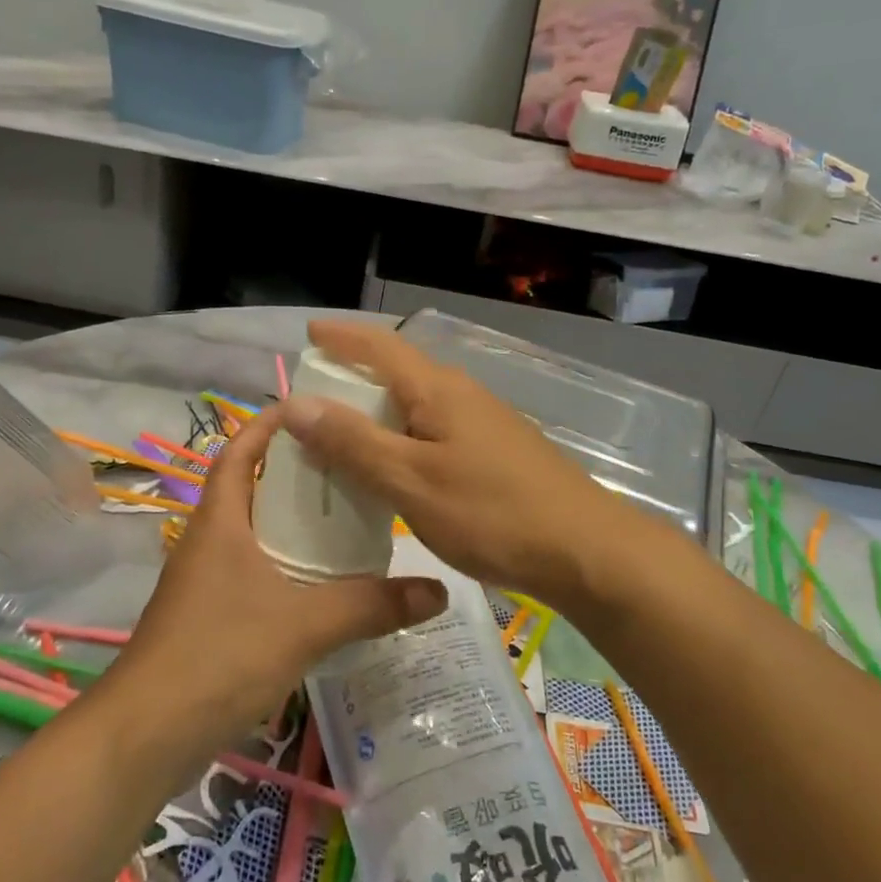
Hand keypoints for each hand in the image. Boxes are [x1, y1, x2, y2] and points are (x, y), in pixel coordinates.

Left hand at [106, 405, 446, 760]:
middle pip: (252, 488)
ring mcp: (205, 581)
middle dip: (296, 473)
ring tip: (347, 520)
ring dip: (292, 523)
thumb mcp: (305, 625)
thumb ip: (372, 605)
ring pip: (253, 533)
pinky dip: (285, 566)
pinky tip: (322, 585)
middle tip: (351, 467)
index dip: (269, 424)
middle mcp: (208, 541)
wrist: (147, 735)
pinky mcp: (209, 617)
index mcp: (220, 521)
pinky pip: (253, 572)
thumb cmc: (220, 655)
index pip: (240, 452)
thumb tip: (438, 591)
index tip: (312, 410)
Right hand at [278, 321, 640, 605]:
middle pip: (398, 372)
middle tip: (312, 400)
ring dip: (377, 412)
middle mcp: (462, 395)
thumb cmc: (491, 513)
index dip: (341, 337)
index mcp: (437, 390)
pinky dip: (402, 439)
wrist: (585, 550)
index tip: (309, 331)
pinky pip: (435, 431)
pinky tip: (394, 469)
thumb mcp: (410, 481)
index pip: (380, 346)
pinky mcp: (497, 452)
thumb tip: (295, 403)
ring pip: (417, 405)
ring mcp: (484, 423)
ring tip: (342, 437)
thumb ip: (353, 443)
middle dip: (353, 377)